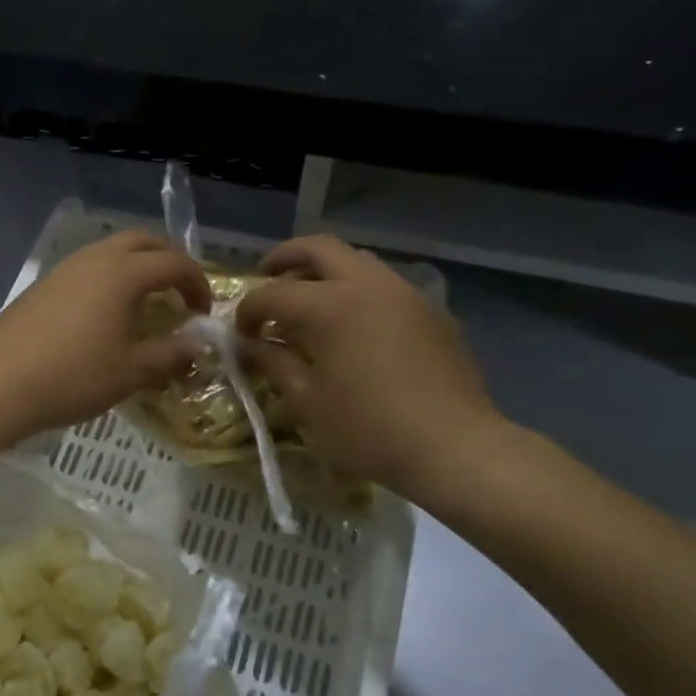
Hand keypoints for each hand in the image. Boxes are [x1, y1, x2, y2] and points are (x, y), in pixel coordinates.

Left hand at [0, 230, 211, 450]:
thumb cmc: (72, 379)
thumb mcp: (130, 372)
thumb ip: (170, 354)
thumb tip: (197, 345)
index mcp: (121, 273)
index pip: (174, 262)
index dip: (197, 284)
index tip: (204, 313)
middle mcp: (93, 259)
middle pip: (142, 241)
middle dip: (168, 260)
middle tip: (179, 293)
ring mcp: (63, 269)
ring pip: (110, 250)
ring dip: (136, 266)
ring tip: (144, 303)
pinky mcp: (42, 285)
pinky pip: (86, 267)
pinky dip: (108, 277)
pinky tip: (104, 314)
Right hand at [237, 235, 502, 497]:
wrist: (454, 448)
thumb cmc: (368, 429)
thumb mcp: (307, 402)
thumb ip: (275, 363)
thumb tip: (253, 345)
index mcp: (330, 305)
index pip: (273, 293)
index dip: (248, 311)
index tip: (241, 334)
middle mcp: (368, 285)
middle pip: (319, 248)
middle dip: (286, 258)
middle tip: (267, 276)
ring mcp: (406, 294)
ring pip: (358, 261)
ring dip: (325, 272)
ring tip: (309, 302)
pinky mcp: (432, 313)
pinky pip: (385, 286)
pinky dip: (358, 292)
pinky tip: (353, 327)